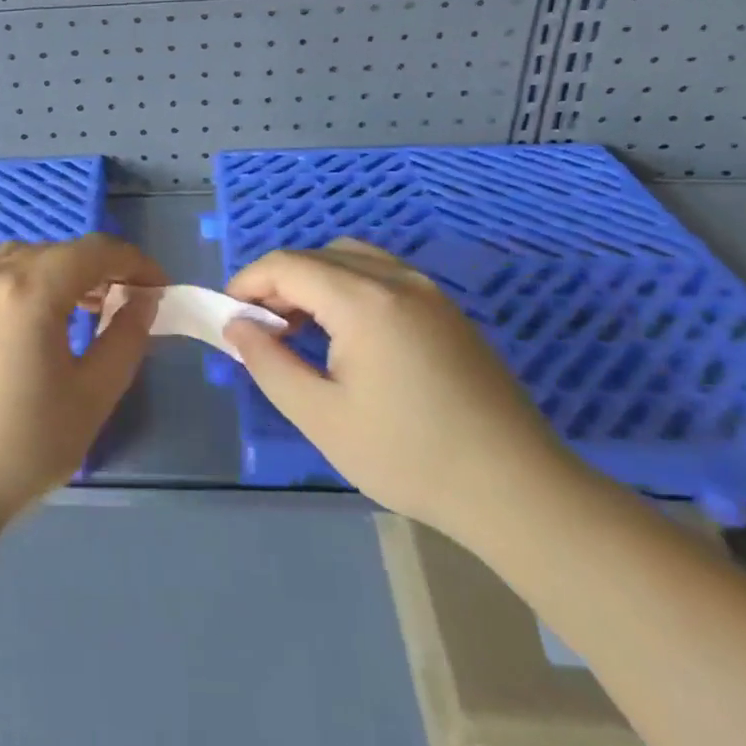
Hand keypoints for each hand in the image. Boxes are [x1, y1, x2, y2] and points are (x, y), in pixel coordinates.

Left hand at [0, 234, 165, 543]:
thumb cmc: (19, 449)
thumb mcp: (91, 397)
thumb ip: (125, 339)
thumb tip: (143, 299)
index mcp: (28, 290)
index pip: (94, 251)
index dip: (134, 262)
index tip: (158, 288)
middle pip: (57, 251)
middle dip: (97, 269)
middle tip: (121, 305)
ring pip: (21, 258)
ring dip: (57, 273)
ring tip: (77, 311)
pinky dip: (20, 281)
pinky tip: (25, 320)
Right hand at [223, 238, 573, 533]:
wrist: (516, 489)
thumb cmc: (409, 455)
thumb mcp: (321, 416)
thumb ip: (269, 363)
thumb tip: (237, 327)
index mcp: (363, 300)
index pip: (287, 264)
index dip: (248, 283)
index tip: (229, 319)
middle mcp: (396, 279)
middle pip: (318, 256)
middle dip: (278, 283)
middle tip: (262, 331)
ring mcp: (428, 292)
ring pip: (352, 260)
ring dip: (314, 281)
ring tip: (301, 330)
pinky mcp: (447, 311)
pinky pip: (382, 277)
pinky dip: (348, 289)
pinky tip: (347, 337)